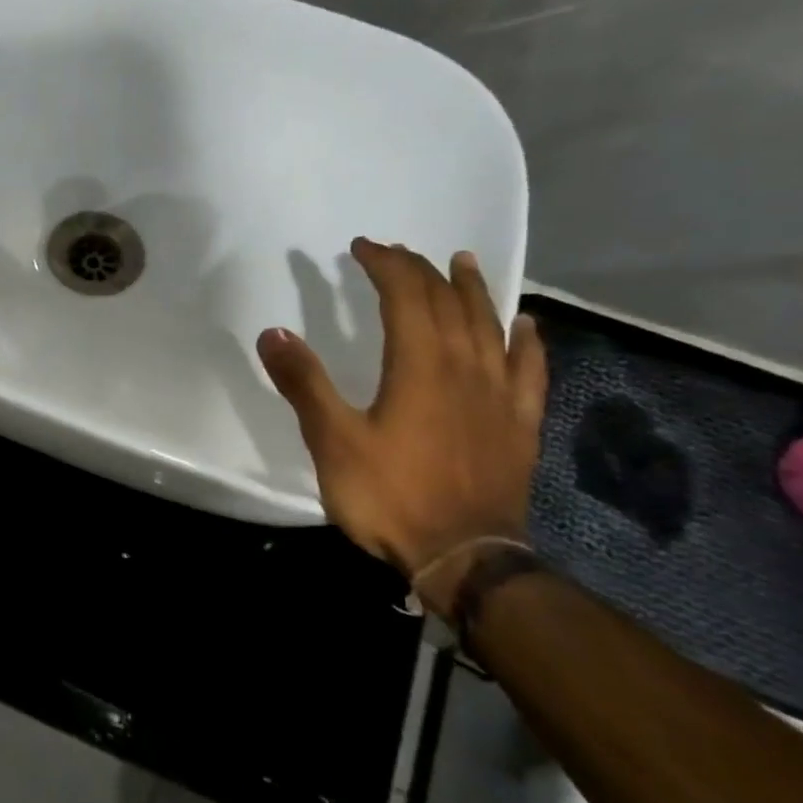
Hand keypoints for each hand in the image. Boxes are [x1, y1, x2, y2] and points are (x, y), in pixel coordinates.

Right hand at [257, 238, 547, 597]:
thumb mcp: (332, 441)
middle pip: (448, 302)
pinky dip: (525, 339)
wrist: (464, 555)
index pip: (406, 296)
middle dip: (421, 270)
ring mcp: (499, 395)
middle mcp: (466, 367)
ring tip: (463, 263)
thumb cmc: (390, 495)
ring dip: (473, 290)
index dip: (385, 265)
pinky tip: (524, 325)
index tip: (363, 247)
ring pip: (490, 325)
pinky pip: (529, 368)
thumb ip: (304, 384)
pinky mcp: (518, 424)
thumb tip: (273, 332)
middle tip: (397, 253)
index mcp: (419, 366)